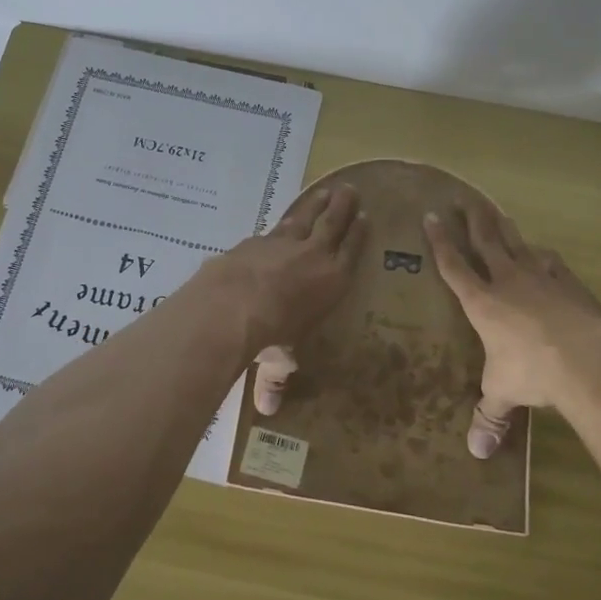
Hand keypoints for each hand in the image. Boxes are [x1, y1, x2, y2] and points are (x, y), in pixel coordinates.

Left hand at [197, 184, 365, 368]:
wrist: (234, 304)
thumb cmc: (271, 334)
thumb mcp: (279, 359)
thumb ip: (276, 378)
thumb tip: (268, 410)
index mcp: (332, 282)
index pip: (351, 253)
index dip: (358, 235)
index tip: (365, 217)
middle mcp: (313, 256)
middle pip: (333, 225)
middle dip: (343, 208)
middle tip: (351, 190)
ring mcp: (283, 243)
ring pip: (306, 217)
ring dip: (316, 204)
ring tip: (326, 190)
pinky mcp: (257, 239)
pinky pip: (277, 224)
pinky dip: (283, 218)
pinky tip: (282, 218)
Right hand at [423, 195, 600, 457]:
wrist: (585, 359)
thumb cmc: (531, 372)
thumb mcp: (503, 393)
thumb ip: (489, 416)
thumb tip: (476, 453)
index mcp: (481, 303)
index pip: (454, 267)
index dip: (440, 242)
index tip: (430, 217)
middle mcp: (507, 282)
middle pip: (486, 243)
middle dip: (472, 221)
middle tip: (463, 199)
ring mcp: (541, 279)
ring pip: (518, 245)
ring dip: (505, 229)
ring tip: (497, 213)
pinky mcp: (570, 285)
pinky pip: (552, 263)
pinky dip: (544, 256)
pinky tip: (544, 253)